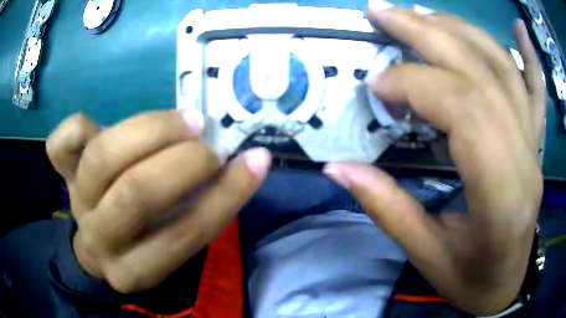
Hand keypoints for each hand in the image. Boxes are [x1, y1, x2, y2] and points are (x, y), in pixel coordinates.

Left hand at [46, 110, 270, 292]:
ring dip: (149, 131)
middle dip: (181, 163)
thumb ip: (204, 206)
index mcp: (137, 268)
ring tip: (184, 121)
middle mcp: (101, 238)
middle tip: (209, 144)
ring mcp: (77, 200)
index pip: (184, 235)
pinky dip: (80, 125)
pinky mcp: (63, 173)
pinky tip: (101, 124)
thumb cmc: (146, 238)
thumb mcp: (176, 239)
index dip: (225, 196)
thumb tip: (245, 162)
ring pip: (102, 158)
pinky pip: (61, 144)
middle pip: (135, 195)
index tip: (255, 161)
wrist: (102, 240)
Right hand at [324, 7, 544, 315]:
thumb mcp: (426, 258)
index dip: (416, 86)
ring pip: (504, 70)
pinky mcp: (536, 142)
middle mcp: (525, 159)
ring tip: (422, 14)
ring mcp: (535, 145)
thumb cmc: (469, 280)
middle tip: (383, 12)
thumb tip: (338, 168)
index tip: (377, 86)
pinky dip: (529, 54)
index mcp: (501, 198)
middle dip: (427, 34)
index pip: (464, 112)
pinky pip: (536, 89)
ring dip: (460, 31)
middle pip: (481, 75)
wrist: (505, 285)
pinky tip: (519, 27)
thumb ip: (388, 210)